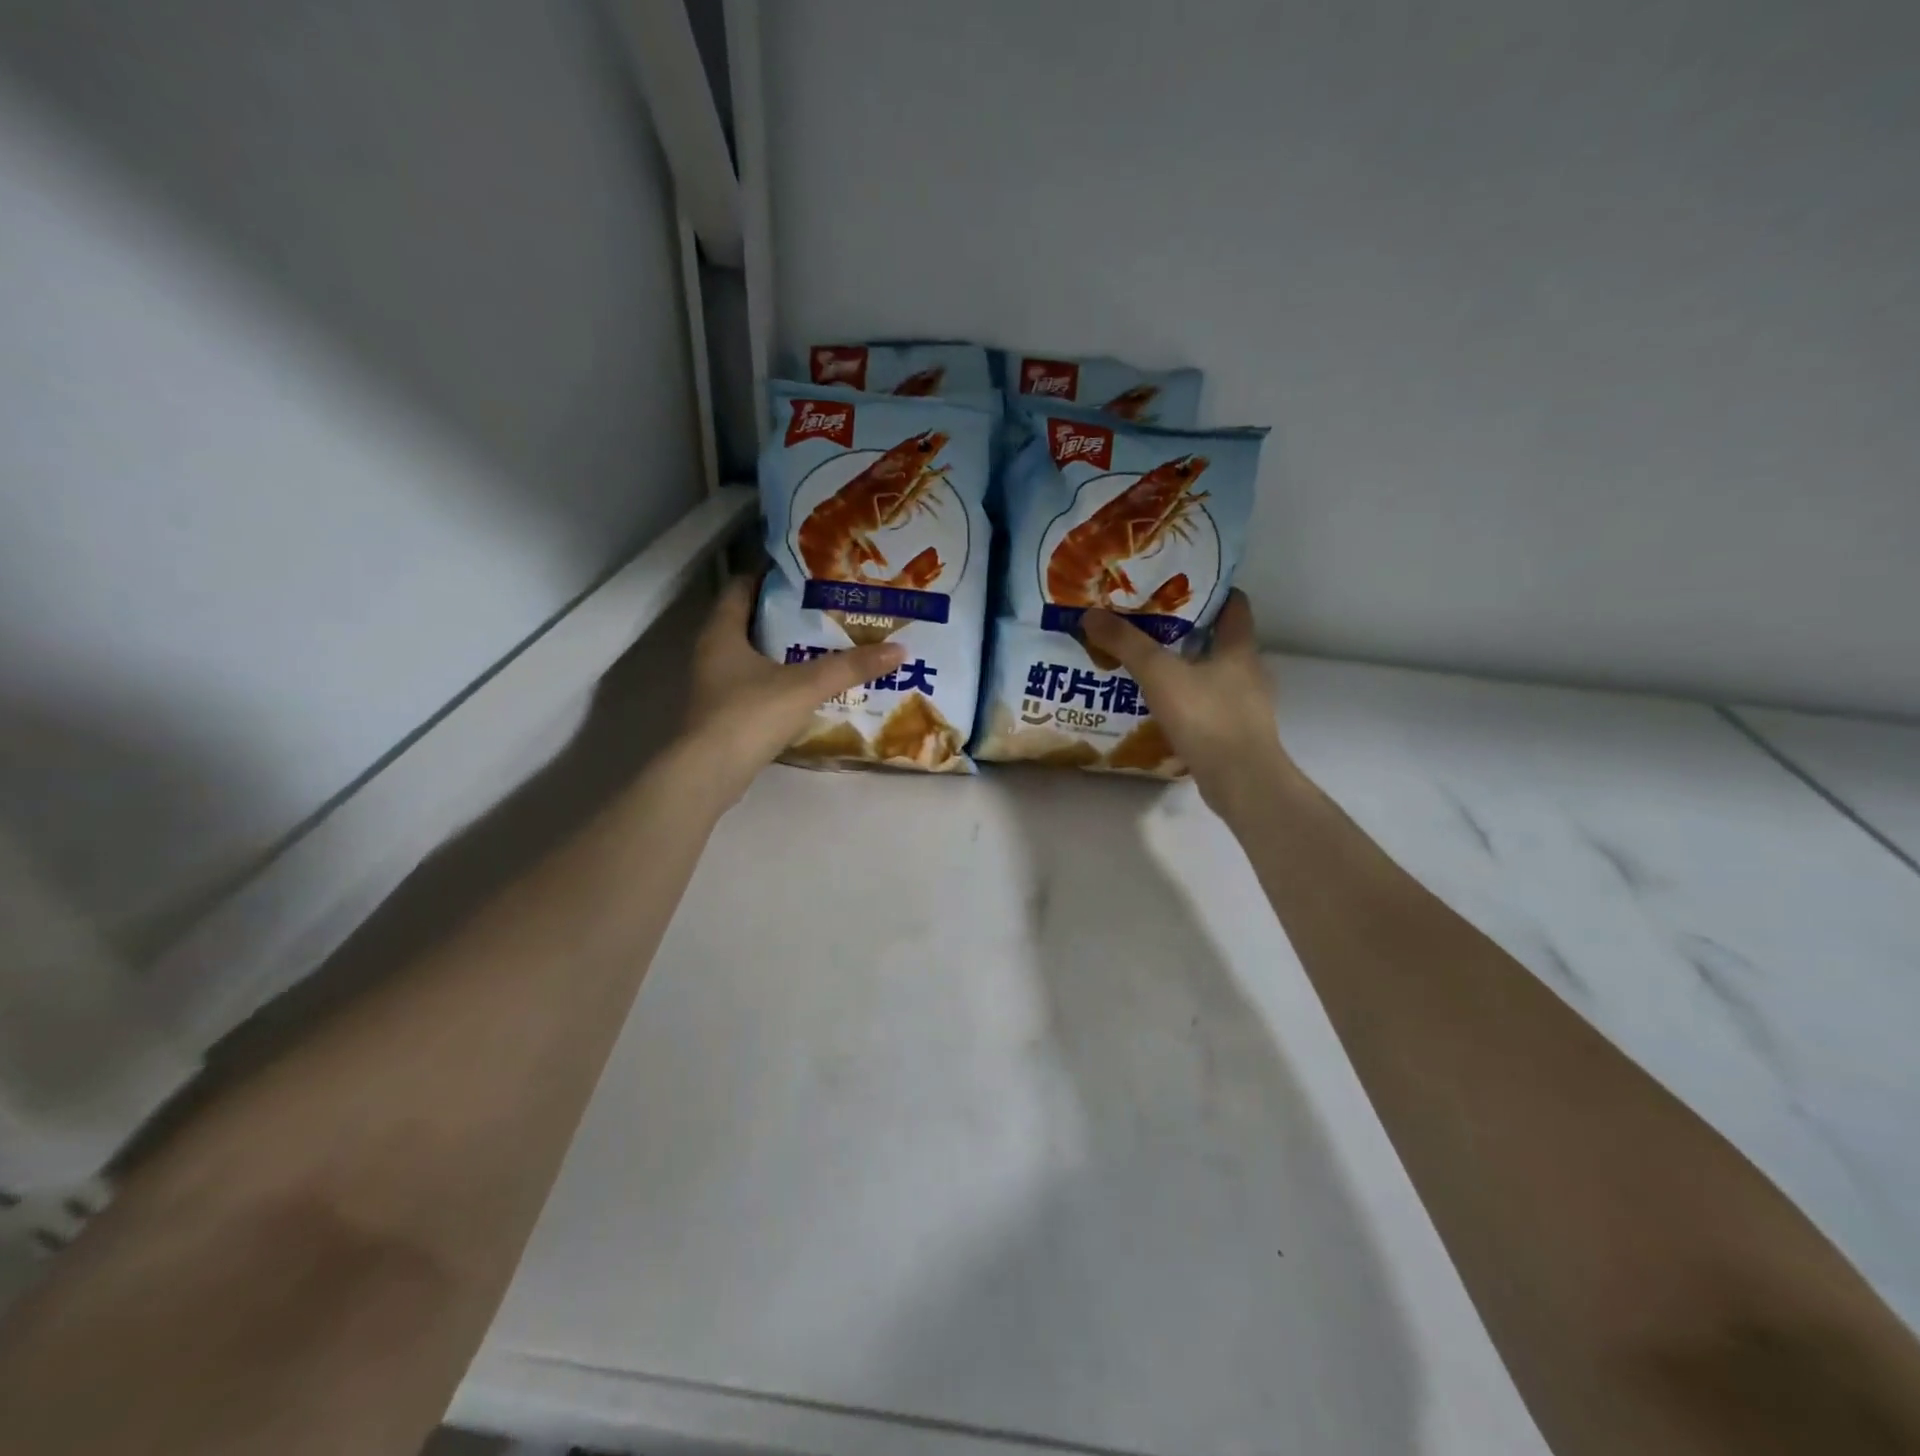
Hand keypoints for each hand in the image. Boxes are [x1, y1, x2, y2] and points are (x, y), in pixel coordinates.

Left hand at [678, 576, 904, 802]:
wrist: (709, 774)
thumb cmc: (749, 714)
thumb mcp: (806, 685)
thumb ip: (850, 666)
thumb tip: (899, 649)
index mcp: (722, 632)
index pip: (741, 586)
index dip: (771, 575)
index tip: (807, 573)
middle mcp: (712, 652)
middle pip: (749, 620)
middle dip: (786, 614)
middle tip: (826, 608)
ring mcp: (715, 685)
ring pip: (752, 656)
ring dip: (784, 650)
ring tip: (825, 644)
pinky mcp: (724, 714)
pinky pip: (754, 685)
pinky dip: (779, 680)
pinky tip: (809, 687)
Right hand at [1081, 591, 1299, 816]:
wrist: (1241, 780)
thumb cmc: (1207, 717)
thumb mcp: (1159, 674)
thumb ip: (1126, 644)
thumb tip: (1091, 614)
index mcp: (1239, 648)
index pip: (1235, 605)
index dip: (1212, 591)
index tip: (1179, 586)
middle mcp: (1249, 672)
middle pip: (1221, 640)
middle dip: (1189, 631)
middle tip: (1150, 625)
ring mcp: (1246, 706)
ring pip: (1214, 676)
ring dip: (1187, 669)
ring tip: (1149, 668)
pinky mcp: (1235, 734)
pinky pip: (1210, 707)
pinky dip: (1189, 702)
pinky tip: (1162, 710)